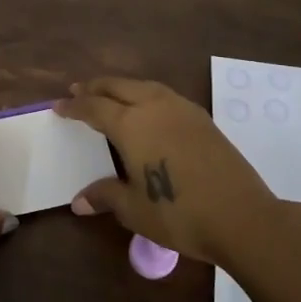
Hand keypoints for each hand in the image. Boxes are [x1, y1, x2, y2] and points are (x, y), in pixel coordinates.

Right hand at [54, 78, 279, 267]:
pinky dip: (145, 94)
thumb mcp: (134, 209)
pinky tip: (147, 108)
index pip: (94, 107)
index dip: (74, 106)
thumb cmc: (179, 213)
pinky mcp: (202, 118)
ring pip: (144, 86)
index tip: (58, 105)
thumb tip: (78, 201)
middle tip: (78, 90)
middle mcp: (153, 107)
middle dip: (95, 87)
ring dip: (122, 86)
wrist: (241, 216)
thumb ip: (105, 196)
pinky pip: (164, 95)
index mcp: (131, 125)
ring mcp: (181, 109)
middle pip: (118, 86)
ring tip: (110, 94)